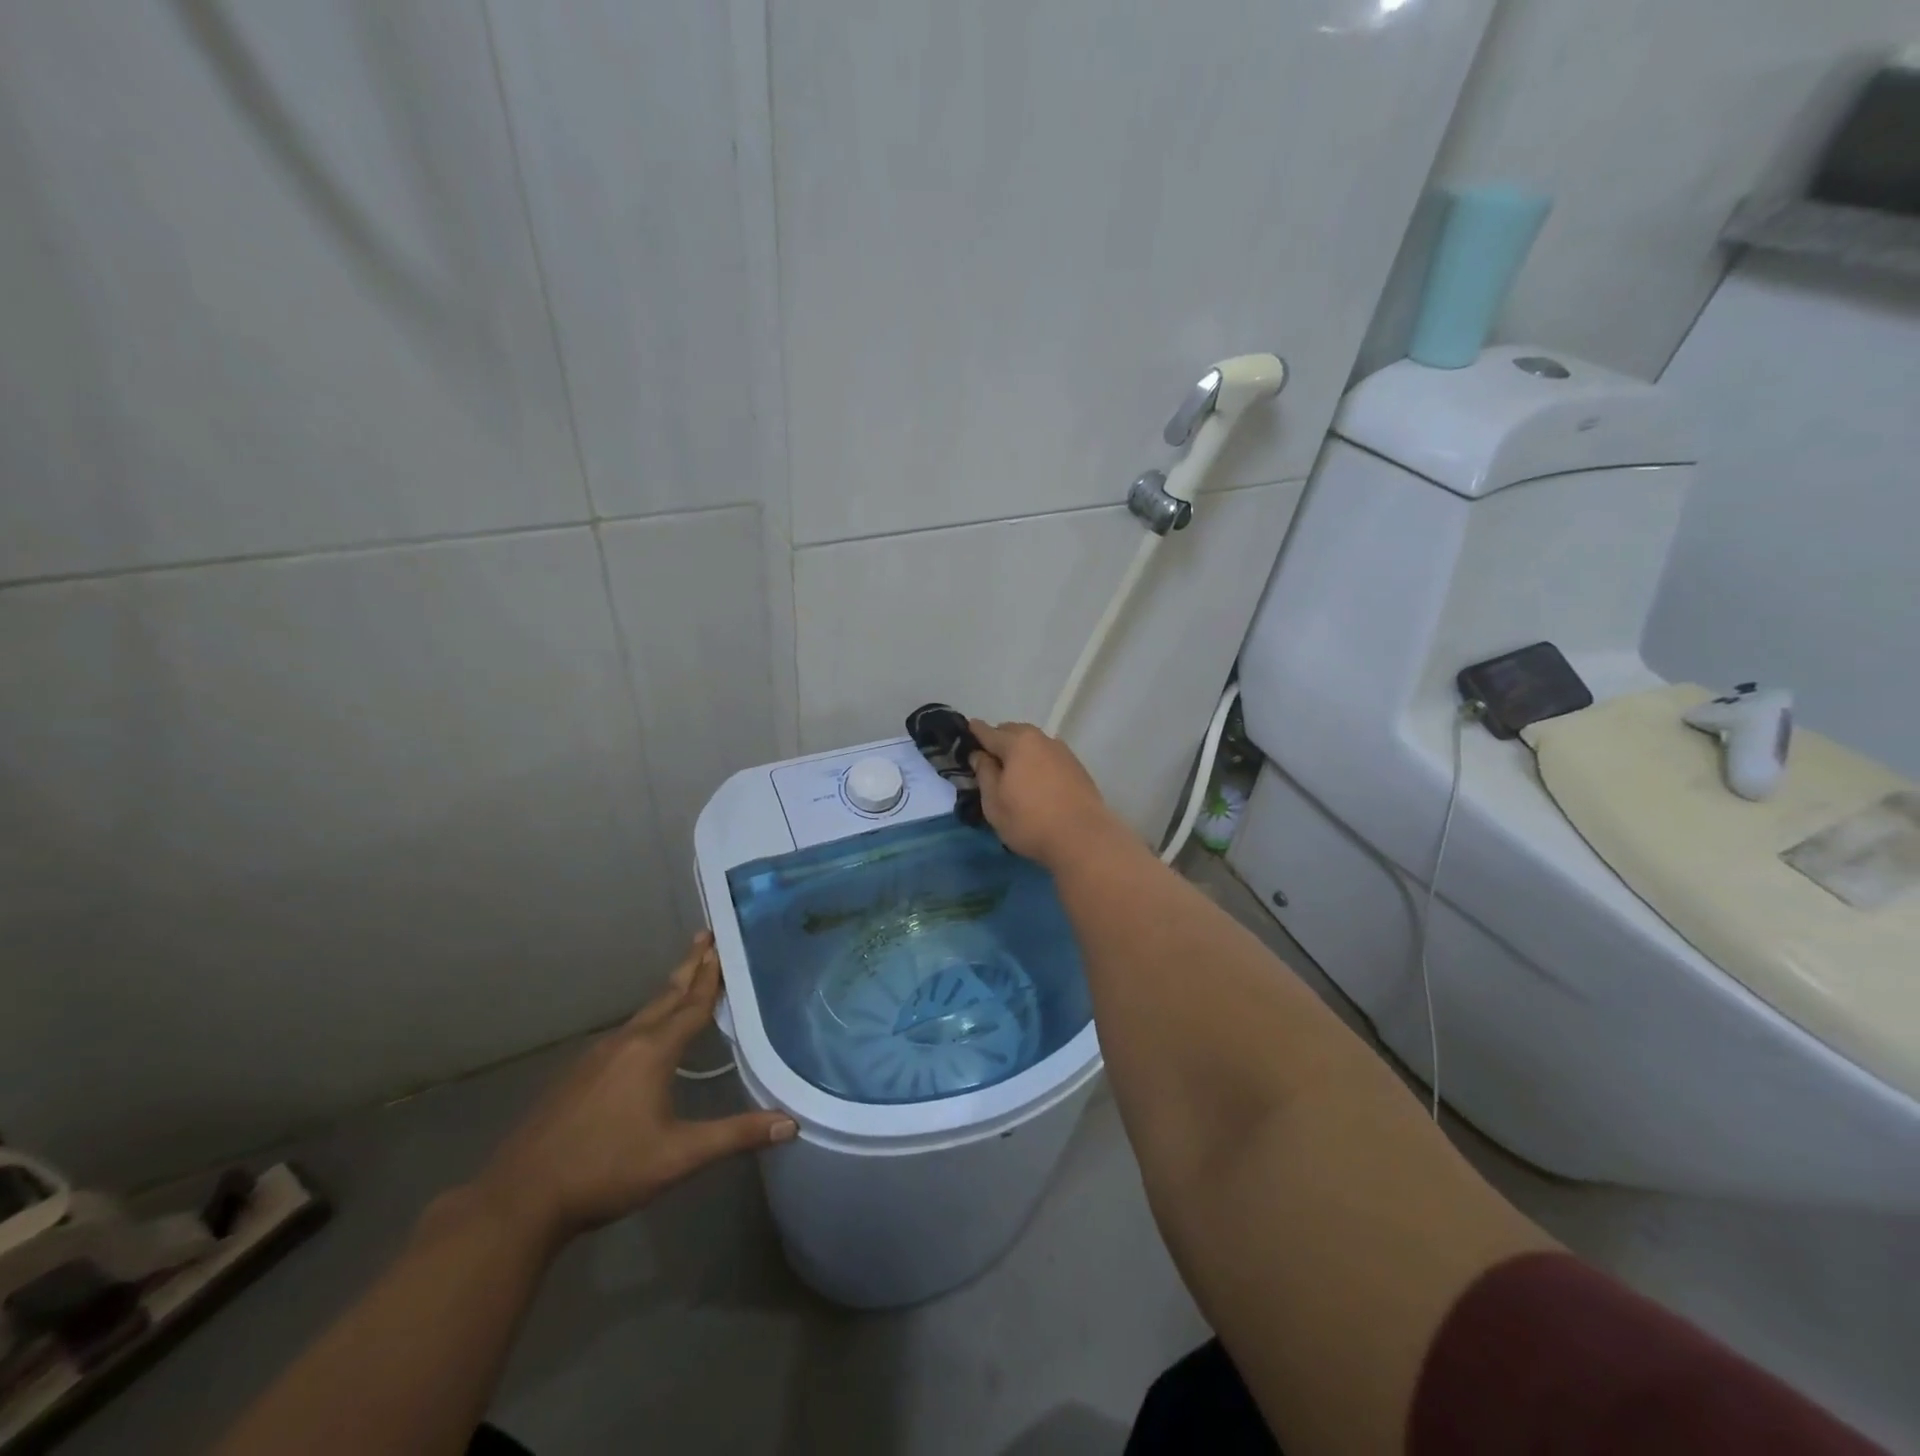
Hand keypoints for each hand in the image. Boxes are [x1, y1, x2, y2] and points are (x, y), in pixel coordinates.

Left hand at [473, 932, 796, 1245]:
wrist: (520, 1198)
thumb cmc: (607, 1170)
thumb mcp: (679, 1156)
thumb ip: (735, 1135)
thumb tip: (792, 1124)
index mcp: (652, 1052)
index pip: (691, 1005)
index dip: (710, 977)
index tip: (722, 945)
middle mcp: (625, 1043)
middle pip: (665, 996)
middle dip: (688, 967)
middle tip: (705, 937)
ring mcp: (595, 1057)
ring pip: (642, 1015)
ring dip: (667, 993)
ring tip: (684, 979)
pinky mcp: (576, 1075)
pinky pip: (623, 1034)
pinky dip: (646, 1020)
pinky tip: (644, 1036)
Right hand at [967, 719, 1127, 867]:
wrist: (1083, 838)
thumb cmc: (1029, 821)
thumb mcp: (994, 802)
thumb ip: (984, 773)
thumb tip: (979, 754)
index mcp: (1017, 743)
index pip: (989, 732)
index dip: (975, 732)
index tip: (967, 729)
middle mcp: (1042, 740)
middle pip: (1014, 732)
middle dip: (999, 740)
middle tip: (989, 758)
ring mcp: (1063, 752)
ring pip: (1034, 743)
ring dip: (1021, 751)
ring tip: (1013, 771)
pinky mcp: (1077, 768)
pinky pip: (1049, 756)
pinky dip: (1038, 762)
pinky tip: (1036, 781)